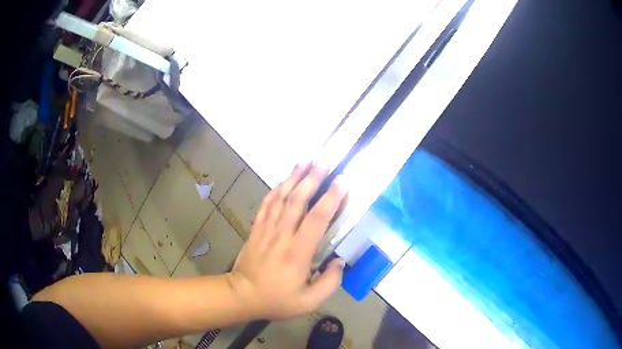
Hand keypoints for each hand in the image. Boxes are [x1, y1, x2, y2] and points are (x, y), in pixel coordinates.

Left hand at [228, 163, 347, 319]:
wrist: (242, 295)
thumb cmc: (277, 299)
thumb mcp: (308, 302)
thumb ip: (329, 283)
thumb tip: (340, 261)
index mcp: (298, 253)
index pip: (317, 219)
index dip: (331, 198)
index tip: (342, 180)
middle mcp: (282, 235)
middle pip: (298, 200)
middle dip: (312, 178)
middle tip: (324, 160)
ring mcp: (267, 229)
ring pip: (281, 197)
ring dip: (294, 177)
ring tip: (305, 160)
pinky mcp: (257, 228)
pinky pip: (267, 204)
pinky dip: (277, 189)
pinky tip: (284, 180)